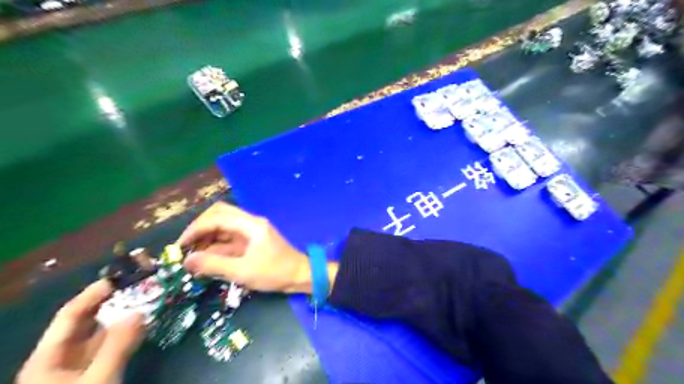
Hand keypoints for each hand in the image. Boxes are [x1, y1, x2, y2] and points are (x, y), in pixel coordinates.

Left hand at [17, 279, 143, 383]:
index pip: (71, 314)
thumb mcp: (96, 382)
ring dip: (126, 314)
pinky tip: (146, 322)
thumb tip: (139, 311)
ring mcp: (83, 364)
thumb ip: (117, 347)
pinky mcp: (99, 371)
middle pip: (89, 320)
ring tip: (148, 297)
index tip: (122, 276)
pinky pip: (115, 344)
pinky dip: (130, 331)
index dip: (94, 293)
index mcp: (49, 356)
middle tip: (142, 283)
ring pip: (104, 331)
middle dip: (114, 300)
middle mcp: (64, 355)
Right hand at [176, 202, 336, 292]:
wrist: (299, 275)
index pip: (218, 217)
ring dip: (207, 238)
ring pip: (223, 226)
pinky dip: (216, 246)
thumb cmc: (274, 273)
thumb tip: (186, 261)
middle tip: (185, 247)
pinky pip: (229, 238)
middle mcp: (250, 223)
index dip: (196, 229)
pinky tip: (205, 259)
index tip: (180, 245)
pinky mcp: (251, 241)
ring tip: (192, 256)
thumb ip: (214, 265)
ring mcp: (251, 231)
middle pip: (219, 215)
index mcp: (251, 225)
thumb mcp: (243, 272)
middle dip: (200, 229)